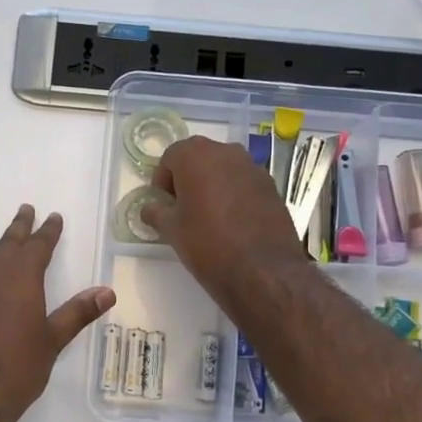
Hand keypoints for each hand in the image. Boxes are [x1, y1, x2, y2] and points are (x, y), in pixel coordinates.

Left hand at [0, 206, 115, 421]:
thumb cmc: (17, 368)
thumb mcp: (52, 341)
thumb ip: (76, 313)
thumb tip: (107, 291)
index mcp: (21, 279)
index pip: (38, 247)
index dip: (47, 231)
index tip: (53, 217)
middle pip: (7, 244)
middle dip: (18, 227)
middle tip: (25, 209)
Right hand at [144, 137, 307, 306]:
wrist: (263, 269)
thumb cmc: (208, 243)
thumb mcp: (172, 231)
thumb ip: (156, 213)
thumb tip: (149, 209)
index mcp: (196, 156)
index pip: (170, 157)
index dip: (162, 180)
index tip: (163, 204)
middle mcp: (226, 152)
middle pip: (199, 158)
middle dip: (187, 179)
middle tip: (183, 209)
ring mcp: (253, 167)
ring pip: (223, 169)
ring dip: (212, 185)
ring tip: (208, 216)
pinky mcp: (271, 186)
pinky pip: (243, 183)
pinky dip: (234, 194)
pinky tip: (232, 222)